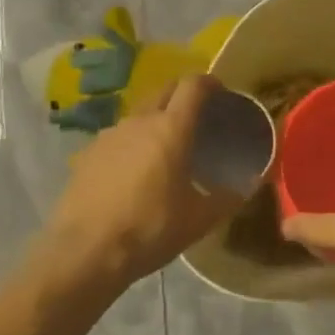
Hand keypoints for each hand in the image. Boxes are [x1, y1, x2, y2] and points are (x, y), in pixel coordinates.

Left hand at [45, 76, 241, 291]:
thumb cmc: (150, 229)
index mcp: (171, 127)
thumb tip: (250, 185)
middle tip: (197, 117)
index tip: (221, 92)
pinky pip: (118, 137)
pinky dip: (132, 143)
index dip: (209, 83)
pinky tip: (133, 171)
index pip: (193, 85)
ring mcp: (109, 134)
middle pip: (164, 90)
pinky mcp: (87, 153)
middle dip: (183, 95)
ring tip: (165, 147)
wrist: (84, 252)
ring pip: (139, 113)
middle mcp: (139, 120)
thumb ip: (228, 197)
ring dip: (155, 119)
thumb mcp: (199, 219)